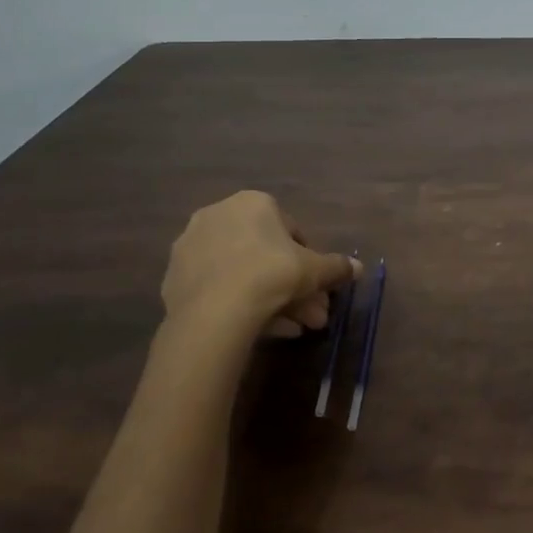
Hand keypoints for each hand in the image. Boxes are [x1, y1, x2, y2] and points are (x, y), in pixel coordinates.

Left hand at [161, 192, 359, 339]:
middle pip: (265, 254)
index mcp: (253, 203)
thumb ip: (337, 267)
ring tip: (291, 330)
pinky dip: (238, 304)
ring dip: (269, 298)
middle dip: (292, 286)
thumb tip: (358, 268)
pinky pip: (217, 288)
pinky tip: (256, 329)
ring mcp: (191, 246)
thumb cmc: (271, 275)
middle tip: (310, 315)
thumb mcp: (315, 271)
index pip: (290, 230)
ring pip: (242, 273)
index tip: (316, 286)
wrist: (214, 312)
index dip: (308, 260)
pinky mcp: (174, 277)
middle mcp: (218, 215)